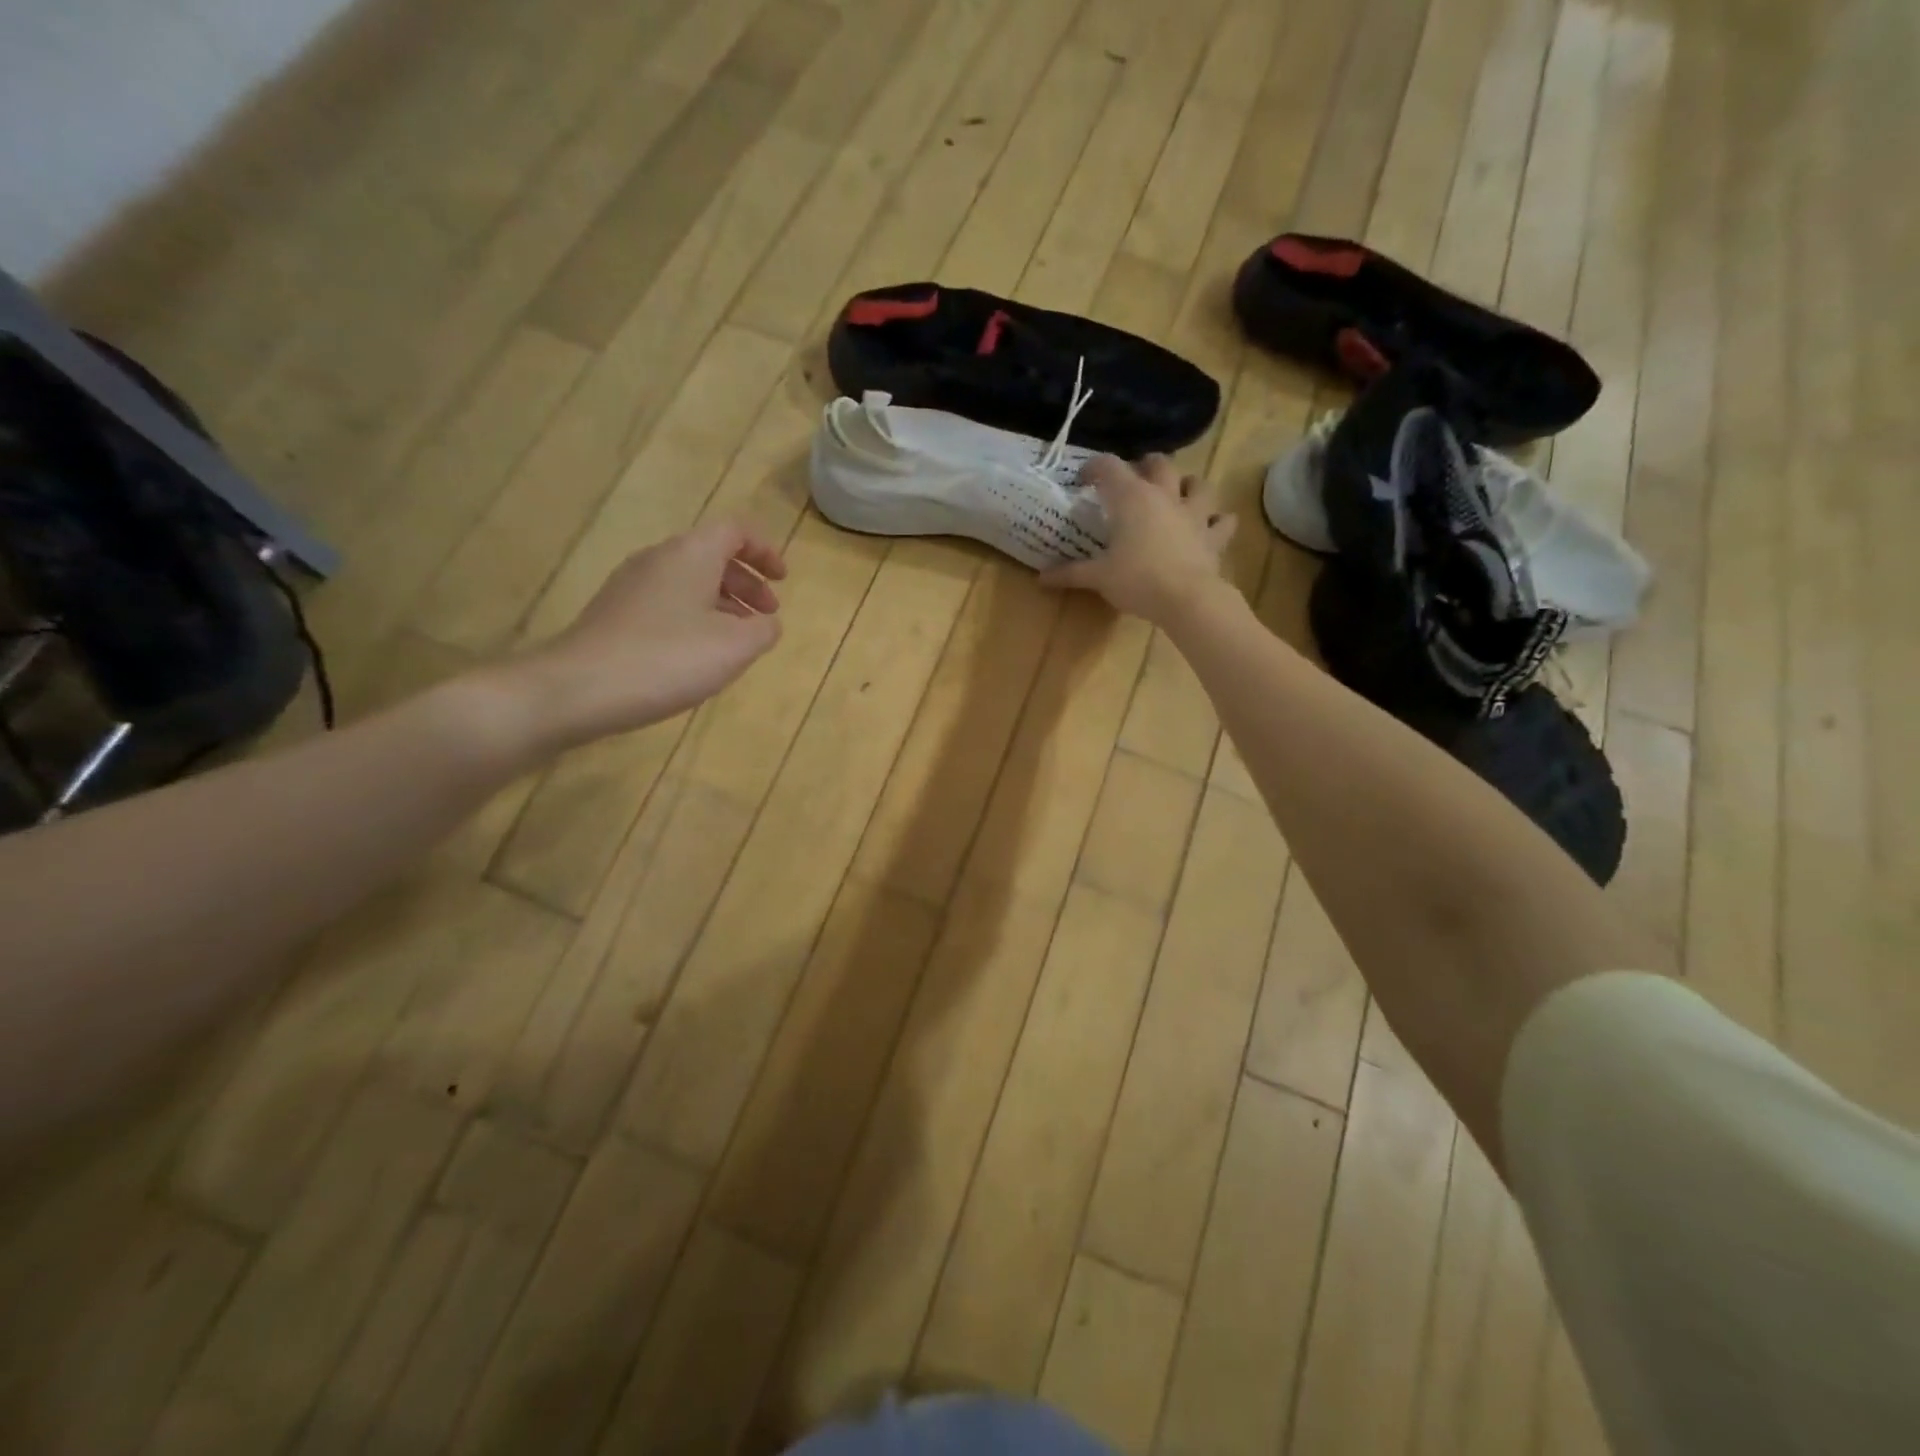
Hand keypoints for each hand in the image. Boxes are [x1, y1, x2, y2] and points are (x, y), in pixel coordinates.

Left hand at [509, 519, 786, 748]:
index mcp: (691, 554)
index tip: (783, 580)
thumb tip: (766, 623)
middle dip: (747, 582)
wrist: (579, 688)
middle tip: (768, 616)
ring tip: (739, 640)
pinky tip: (700, 654)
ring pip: (689, 581)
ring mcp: (631, 585)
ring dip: (723, 603)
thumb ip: (763, 630)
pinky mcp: (615, 613)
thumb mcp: (735, 647)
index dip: (765, 550)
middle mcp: (659, 559)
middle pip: (712, 555)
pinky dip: (696, 617)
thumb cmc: (668, 658)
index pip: (736, 530)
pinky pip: (668, 602)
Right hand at [1042, 454, 1235, 623]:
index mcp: (1131, 498)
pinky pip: (1223, 521)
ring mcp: (1194, 513)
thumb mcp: (1098, 577)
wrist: (1187, 599)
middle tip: (1134, 478)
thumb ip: (1070, 574)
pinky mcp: (1213, 536)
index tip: (1083, 479)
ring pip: (1198, 483)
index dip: (1094, 467)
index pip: (1109, 467)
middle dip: (1146, 465)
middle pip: (1159, 463)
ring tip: (1178, 494)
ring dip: (1188, 484)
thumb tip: (1041, 579)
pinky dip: (1218, 521)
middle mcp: (1164, 496)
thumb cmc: (1137, 581)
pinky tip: (1211, 525)